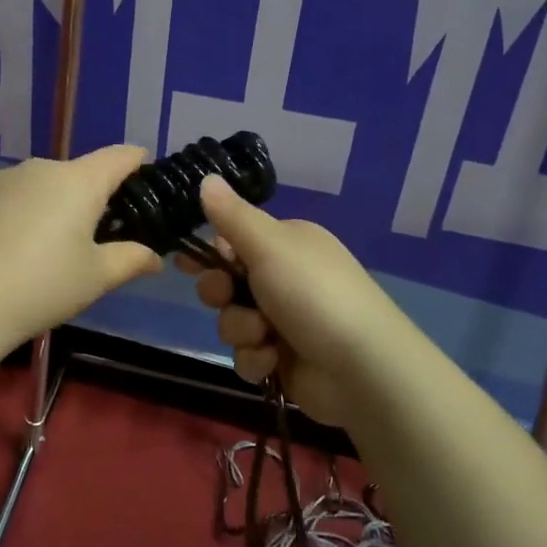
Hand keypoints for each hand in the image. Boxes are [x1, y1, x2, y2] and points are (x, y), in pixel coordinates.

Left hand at [0, 145, 163, 353]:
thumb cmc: (42, 286)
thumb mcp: (96, 278)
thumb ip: (130, 260)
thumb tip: (154, 257)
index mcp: (79, 181)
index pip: (118, 157)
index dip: (136, 161)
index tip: (143, 171)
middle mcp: (41, 168)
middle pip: (76, 174)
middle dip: (88, 197)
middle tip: (89, 236)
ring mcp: (2, 177)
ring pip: (38, 185)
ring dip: (48, 205)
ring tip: (40, 248)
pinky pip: (6, 195)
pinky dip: (14, 212)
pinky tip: (4, 247)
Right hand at [177, 175, 411, 425]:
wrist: (361, 368)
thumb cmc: (312, 293)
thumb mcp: (269, 244)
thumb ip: (231, 214)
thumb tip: (206, 177)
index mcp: (286, 244)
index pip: (234, 239)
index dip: (209, 250)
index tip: (185, 261)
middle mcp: (284, 278)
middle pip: (227, 281)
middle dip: (220, 292)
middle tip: (225, 296)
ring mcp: (285, 321)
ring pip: (232, 320)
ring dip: (241, 329)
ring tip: (264, 336)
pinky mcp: (283, 360)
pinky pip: (247, 355)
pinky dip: (255, 359)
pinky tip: (272, 361)